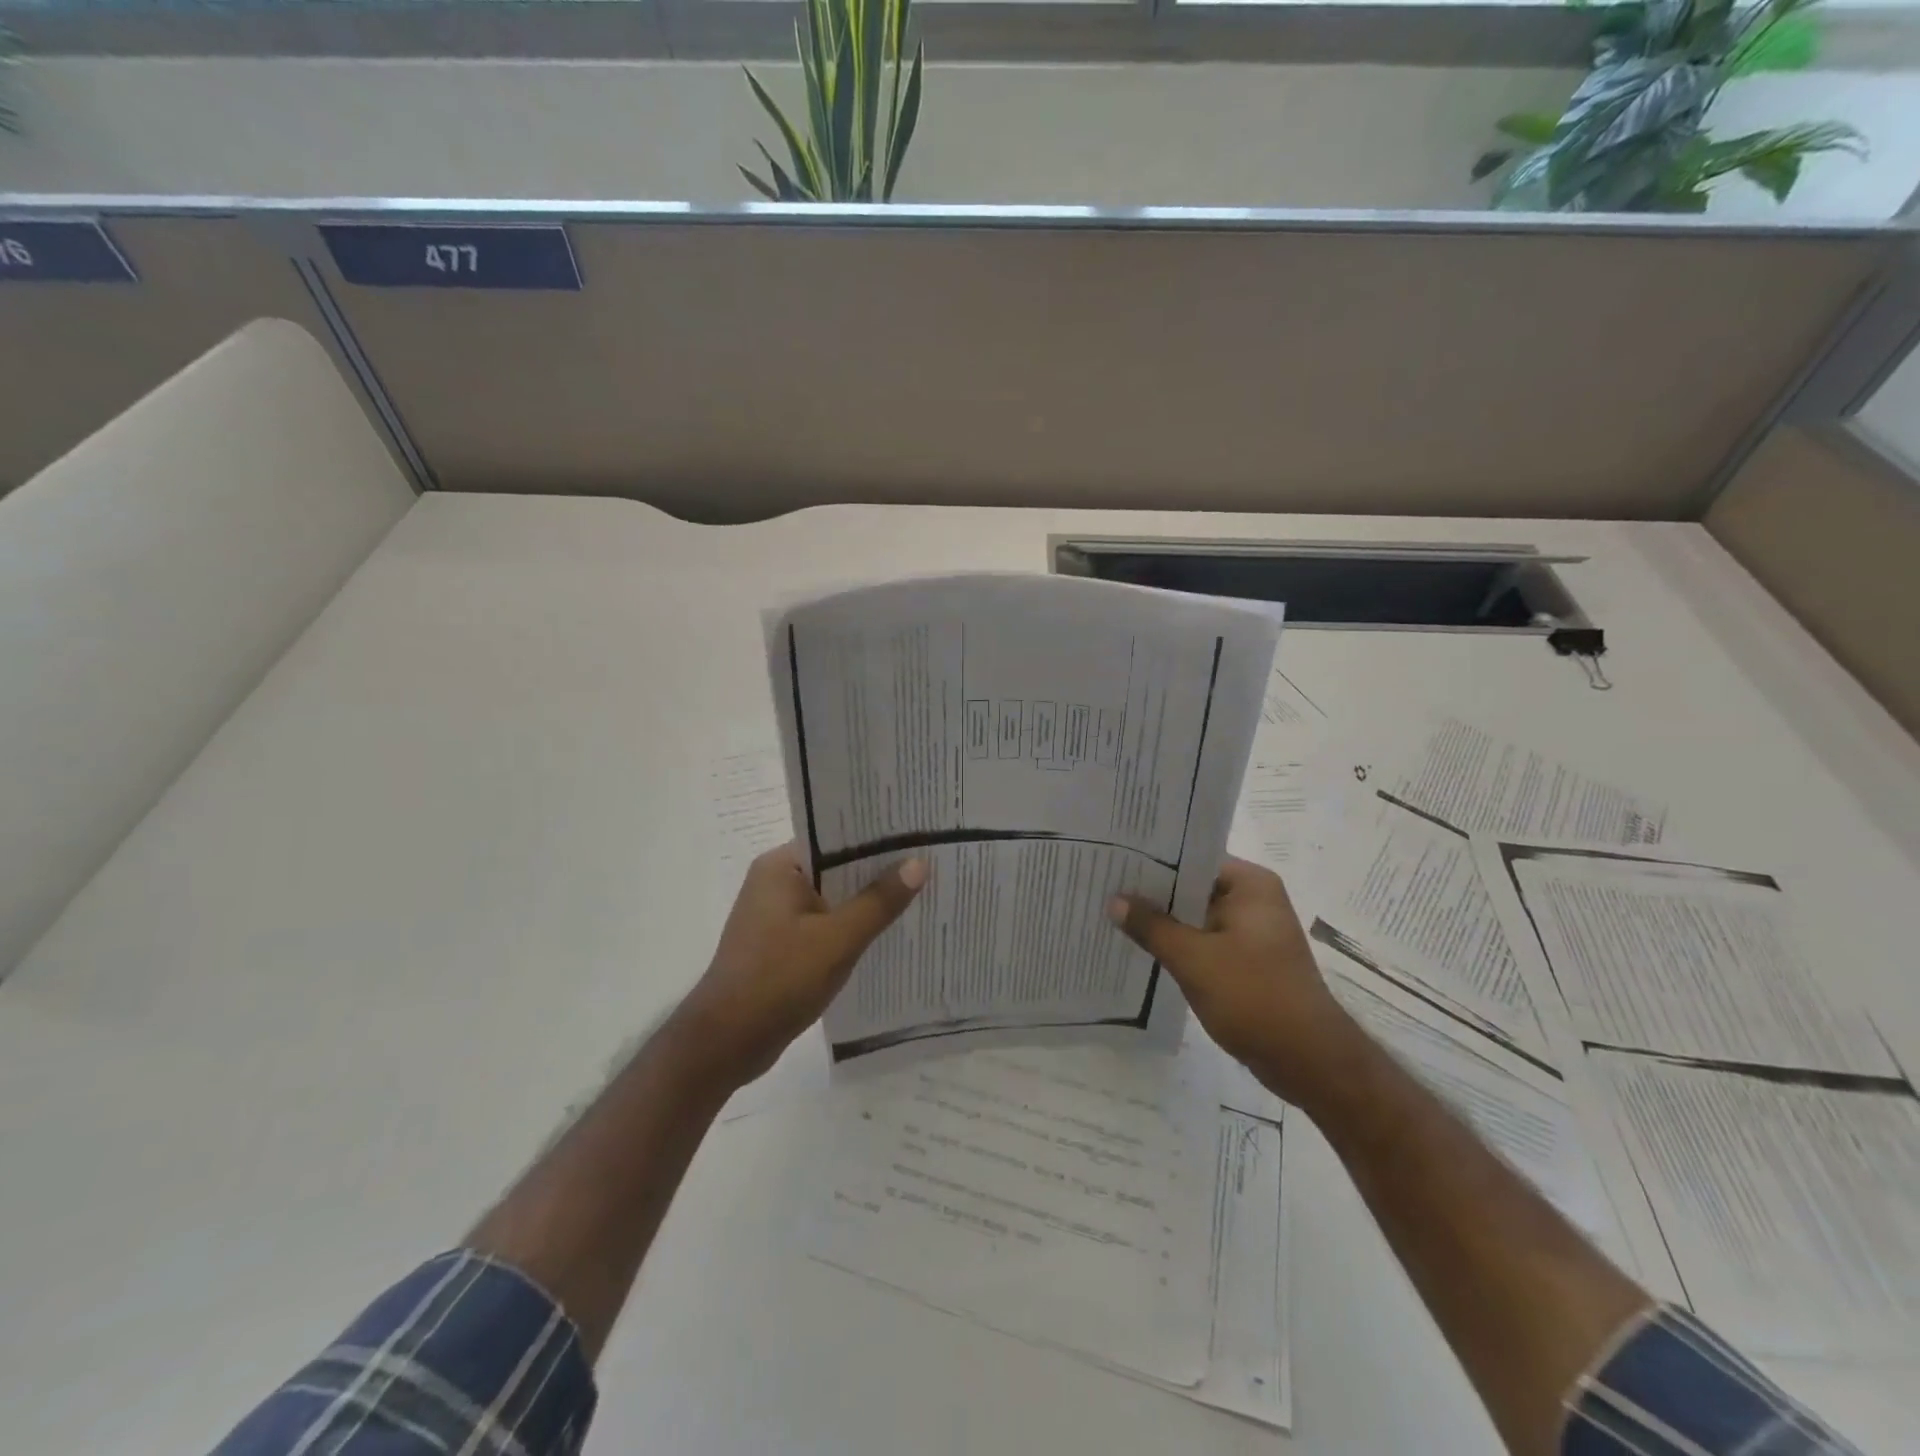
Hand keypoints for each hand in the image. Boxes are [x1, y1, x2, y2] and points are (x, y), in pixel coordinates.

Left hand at [671, 843, 925, 1088]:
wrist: (726, 1043)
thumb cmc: (779, 980)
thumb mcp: (838, 939)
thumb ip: (879, 901)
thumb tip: (919, 863)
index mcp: (780, 867)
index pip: (835, 837)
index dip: (876, 836)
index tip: (917, 835)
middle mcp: (775, 883)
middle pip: (837, 868)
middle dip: (878, 870)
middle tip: (930, 862)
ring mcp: (777, 916)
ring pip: (833, 899)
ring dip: (867, 902)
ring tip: (919, 894)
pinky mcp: (781, 945)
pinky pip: (825, 925)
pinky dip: (852, 928)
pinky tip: (888, 934)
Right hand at [1110, 857, 1356, 1109]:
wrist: (1309, 1061)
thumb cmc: (1254, 997)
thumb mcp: (1193, 959)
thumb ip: (1151, 926)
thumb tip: (1114, 900)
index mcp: (1250, 885)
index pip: (1192, 859)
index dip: (1152, 861)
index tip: (1114, 862)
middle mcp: (1254, 900)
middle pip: (1192, 887)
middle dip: (1152, 893)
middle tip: (1103, 886)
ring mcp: (1252, 933)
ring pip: (1195, 917)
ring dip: (1163, 922)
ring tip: (1112, 915)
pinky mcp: (1248, 962)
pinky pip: (1204, 943)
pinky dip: (1178, 946)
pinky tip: (1142, 949)